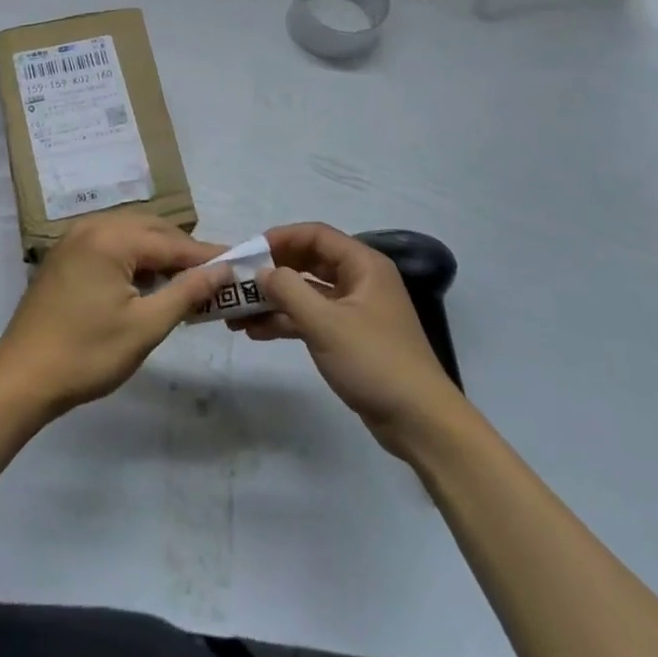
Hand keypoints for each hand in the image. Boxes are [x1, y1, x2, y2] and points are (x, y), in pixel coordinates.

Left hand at [0, 214, 229, 418]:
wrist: (21, 379)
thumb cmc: (87, 354)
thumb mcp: (146, 327)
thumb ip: (187, 292)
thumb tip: (223, 270)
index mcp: (111, 239)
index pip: (171, 242)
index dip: (206, 256)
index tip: (237, 265)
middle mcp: (91, 227)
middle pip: (151, 230)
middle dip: (183, 251)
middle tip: (214, 276)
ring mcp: (73, 240)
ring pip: (131, 234)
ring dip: (159, 253)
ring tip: (185, 281)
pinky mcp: (64, 256)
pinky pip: (110, 244)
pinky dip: (134, 258)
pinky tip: (147, 282)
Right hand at [235, 223, 465, 454]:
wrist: (419, 421)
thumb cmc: (374, 361)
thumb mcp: (325, 323)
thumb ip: (288, 290)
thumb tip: (261, 271)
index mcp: (363, 265)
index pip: (316, 235)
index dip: (280, 238)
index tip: (247, 252)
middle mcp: (360, 280)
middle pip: (309, 262)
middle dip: (273, 271)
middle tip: (238, 282)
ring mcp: (355, 310)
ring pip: (308, 292)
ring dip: (275, 300)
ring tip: (238, 313)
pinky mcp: (350, 337)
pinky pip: (313, 317)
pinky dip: (287, 321)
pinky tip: (257, 332)